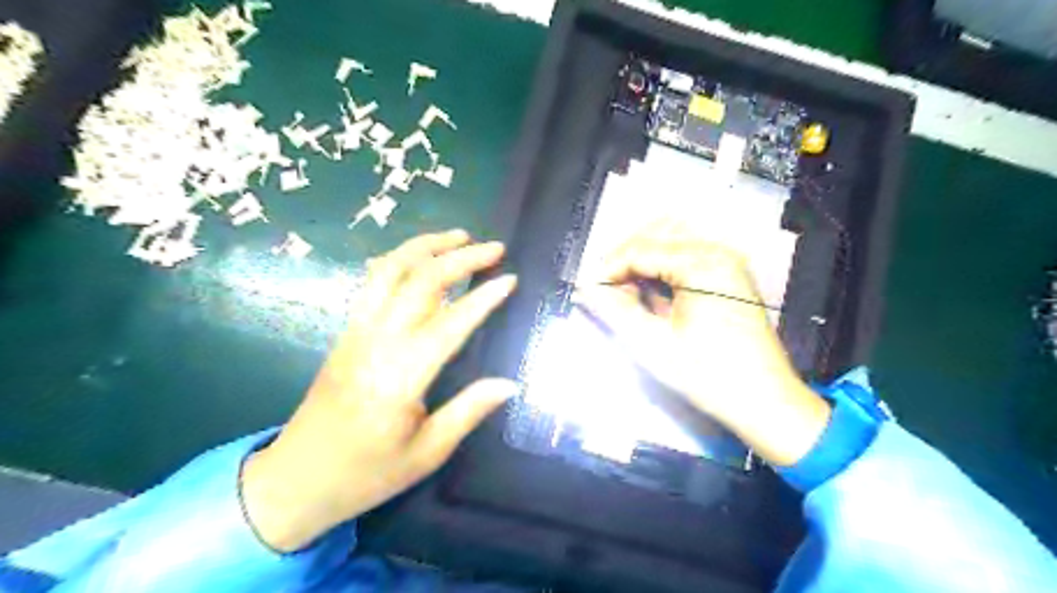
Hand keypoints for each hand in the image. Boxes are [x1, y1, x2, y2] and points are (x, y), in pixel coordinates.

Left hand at [241, 229, 517, 549]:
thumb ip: (468, 412)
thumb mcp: (426, 454)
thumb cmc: (366, 474)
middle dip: (460, 258)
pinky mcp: (346, 333)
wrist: (295, 480)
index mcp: (401, 376)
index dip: (484, 298)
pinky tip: (418, 258)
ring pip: (390, 271)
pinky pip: (373, 283)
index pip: (450, 323)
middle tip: (494, 248)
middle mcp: (376, 342)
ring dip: (425, 246)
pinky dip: (399, 260)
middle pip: (420, 282)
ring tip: (458, 236)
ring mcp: (356, 332)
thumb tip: (509, 383)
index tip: (511, 278)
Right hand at [575, 221, 830, 465]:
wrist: (765, 401)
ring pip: (670, 240)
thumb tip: (585, 288)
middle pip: (655, 234)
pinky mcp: (730, 273)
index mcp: (702, 263)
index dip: (608, 268)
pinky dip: (662, 267)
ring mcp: (728, 260)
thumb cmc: (710, 376)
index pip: (639, 249)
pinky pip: (686, 255)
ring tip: (627, 293)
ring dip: (642, 260)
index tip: (589, 290)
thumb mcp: (653, 344)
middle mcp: (718, 251)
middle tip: (606, 291)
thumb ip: (614, 310)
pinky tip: (653, 294)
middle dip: (624, 259)